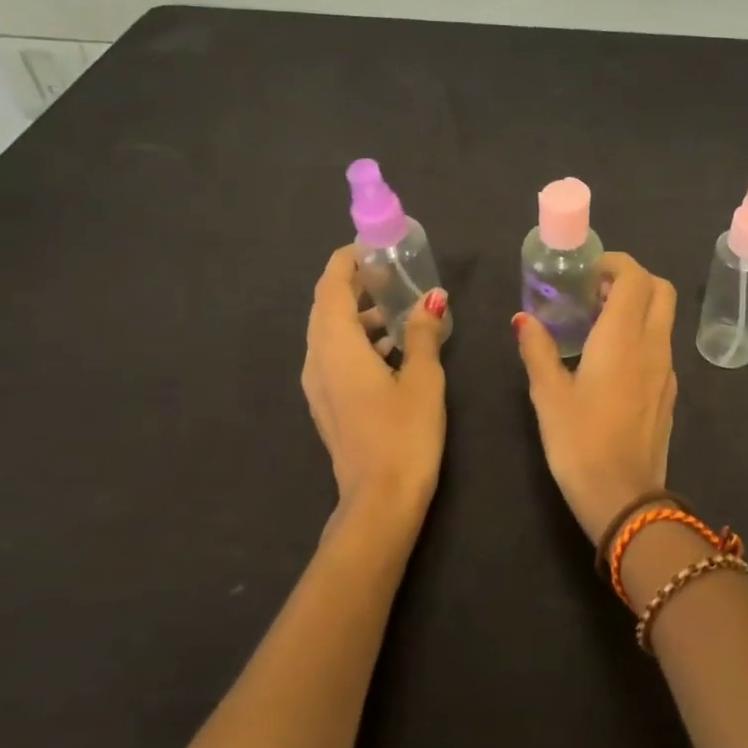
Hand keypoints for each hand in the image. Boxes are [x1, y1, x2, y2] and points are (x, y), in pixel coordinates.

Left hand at [301, 246, 448, 532]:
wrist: (379, 500)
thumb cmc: (404, 433)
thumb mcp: (422, 377)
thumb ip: (421, 333)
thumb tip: (431, 298)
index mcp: (336, 345)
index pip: (332, 285)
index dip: (348, 260)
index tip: (375, 247)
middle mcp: (317, 358)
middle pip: (327, 306)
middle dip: (355, 284)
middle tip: (392, 272)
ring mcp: (317, 384)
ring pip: (330, 332)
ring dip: (358, 314)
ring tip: (398, 307)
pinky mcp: (326, 403)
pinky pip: (335, 356)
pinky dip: (358, 340)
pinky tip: (392, 348)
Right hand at [513, 252, 677, 541]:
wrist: (624, 499)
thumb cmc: (580, 443)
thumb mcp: (549, 395)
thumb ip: (537, 350)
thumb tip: (523, 319)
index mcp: (623, 338)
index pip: (636, 277)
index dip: (615, 264)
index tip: (587, 272)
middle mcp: (653, 346)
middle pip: (660, 290)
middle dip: (632, 279)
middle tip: (595, 291)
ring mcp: (667, 370)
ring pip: (664, 318)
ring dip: (637, 307)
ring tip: (598, 323)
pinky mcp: (669, 393)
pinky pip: (661, 346)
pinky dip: (642, 334)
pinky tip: (611, 360)